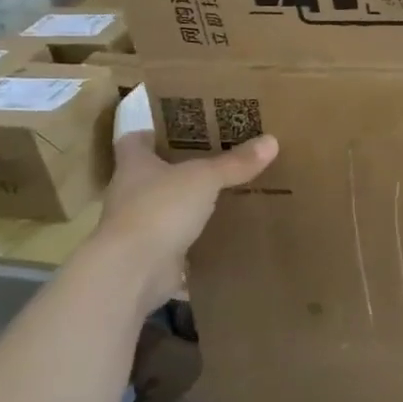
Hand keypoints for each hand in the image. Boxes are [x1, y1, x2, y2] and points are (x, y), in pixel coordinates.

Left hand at [92, 125, 278, 313]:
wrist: (133, 271)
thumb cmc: (161, 209)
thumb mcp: (205, 178)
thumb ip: (235, 162)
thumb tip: (272, 140)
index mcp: (134, 166)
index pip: (135, 141)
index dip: (154, 133)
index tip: (181, 130)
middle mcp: (131, 194)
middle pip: (154, 174)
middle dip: (181, 167)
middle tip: (219, 157)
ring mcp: (138, 227)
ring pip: (167, 207)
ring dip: (189, 203)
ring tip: (226, 193)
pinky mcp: (151, 255)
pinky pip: (177, 240)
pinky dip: (196, 237)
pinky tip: (222, 232)